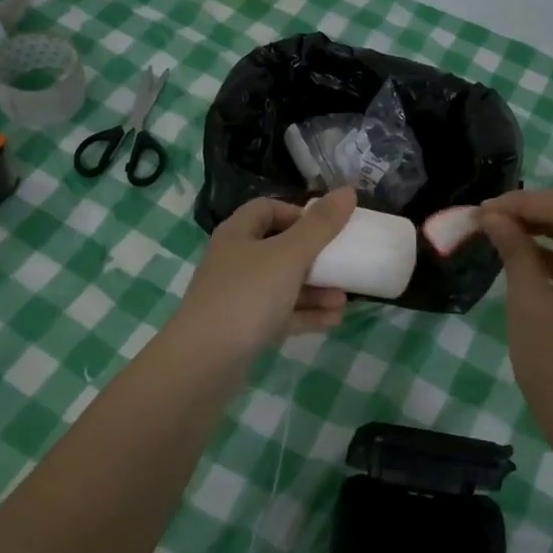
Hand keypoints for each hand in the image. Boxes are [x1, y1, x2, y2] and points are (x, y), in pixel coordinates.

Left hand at [170, 188, 356, 366]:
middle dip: (314, 256)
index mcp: (238, 234)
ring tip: (345, 298)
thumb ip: (321, 225)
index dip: (297, 213)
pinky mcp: (244, 329)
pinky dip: (306, 314)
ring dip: (315, 289)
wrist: (205, 361)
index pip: (267, 209)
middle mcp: (235, 261)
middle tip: (343, 263)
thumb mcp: (289, 255)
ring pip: (283, 284)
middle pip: (279, 248)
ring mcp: (238, 297)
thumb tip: (348, 191)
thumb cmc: (247, 295)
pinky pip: (281, 314)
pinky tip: (334, 319)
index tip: (326, 226)